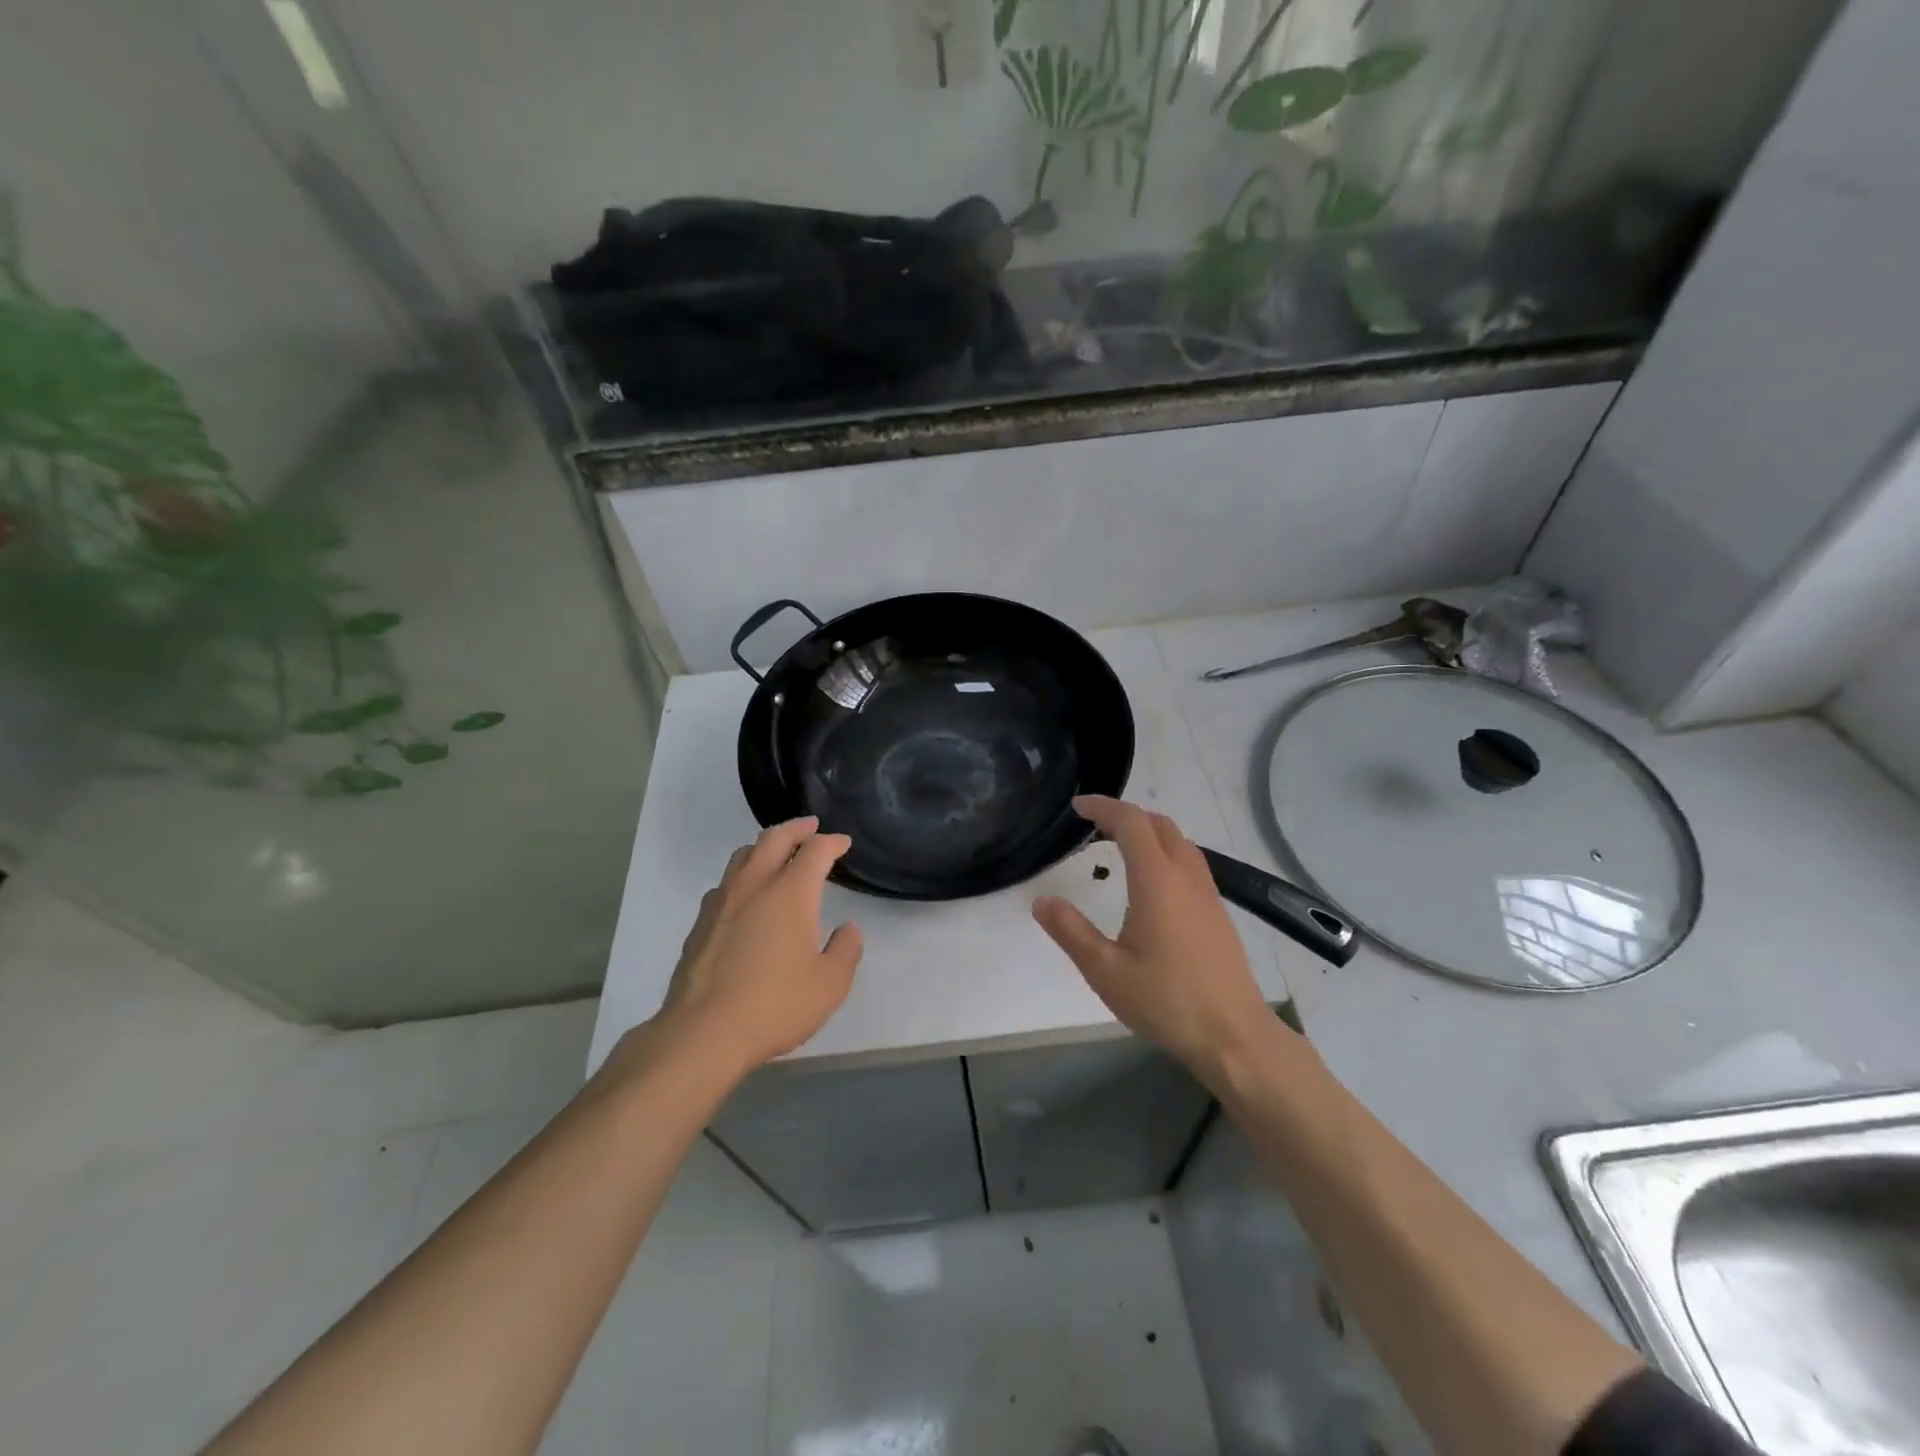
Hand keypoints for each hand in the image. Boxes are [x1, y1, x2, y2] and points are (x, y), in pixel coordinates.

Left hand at [655, 817, 863, 1076]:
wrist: (702, 1033)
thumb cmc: (774, 1006)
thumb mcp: (829, 985)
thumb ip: (845, 951)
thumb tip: (848, 929)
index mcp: (790, 893)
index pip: (815, 851)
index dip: (832, 842)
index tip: (843, 843)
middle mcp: (754, 886)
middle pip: (774, 839)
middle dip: (796, 828)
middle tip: (810, 826)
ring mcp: (722, 902)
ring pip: (743, 856)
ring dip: (765, 846)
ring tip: (777, 852)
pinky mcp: (700, 924)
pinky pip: (725, 883)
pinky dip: (743, 876)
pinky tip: (746, 895)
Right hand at [1033, 795, 1282, 1081]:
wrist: (1234, 1036)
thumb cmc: (1166, 1001)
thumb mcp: (1105, 970)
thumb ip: (1070, 931)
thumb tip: (1042, 901)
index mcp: (1157, 881)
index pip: (1131, 823)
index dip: (1103, 807)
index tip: (1077, 807)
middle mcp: (1186, 877)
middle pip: (1159, 824)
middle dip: (1125, 815)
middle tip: (1094, 826)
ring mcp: (1208, 894)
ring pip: (1179, 842)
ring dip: (1148, 833)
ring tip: (1118, 848)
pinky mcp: (1217, 913)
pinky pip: (1189, 863)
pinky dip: (1164, 853)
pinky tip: (1150, 885)